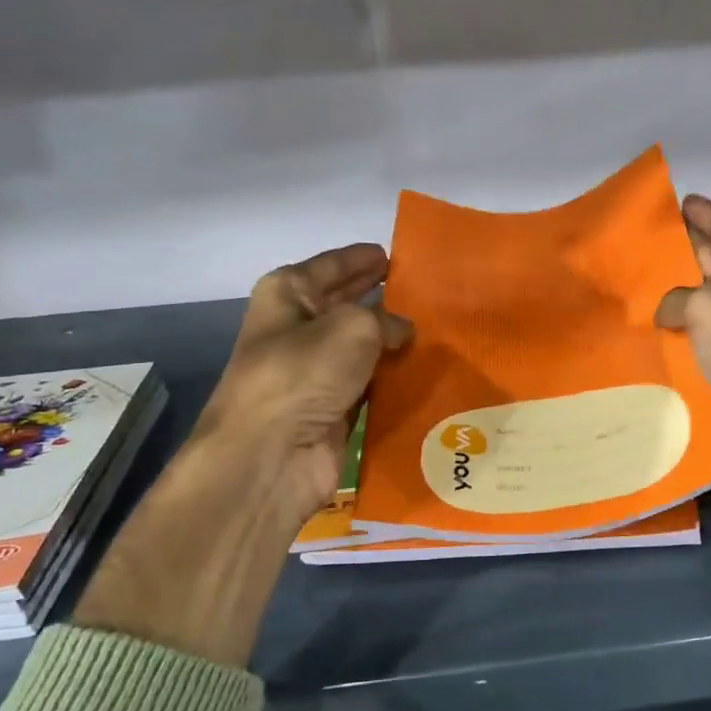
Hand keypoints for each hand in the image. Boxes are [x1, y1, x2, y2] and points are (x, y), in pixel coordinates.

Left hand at [190, 243, 410, 532]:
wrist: (270, 455)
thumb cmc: (302, 373)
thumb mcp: (352, 326)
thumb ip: (386, 319)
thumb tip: (403, 331)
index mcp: (288, 293)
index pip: (334, 265)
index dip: (364, 258)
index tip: (399, 255)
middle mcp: (299, 328)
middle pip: (349, 304)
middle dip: (383, 297)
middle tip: (428, 291)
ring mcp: (316, 371)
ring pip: (364, 347)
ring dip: (395, 341)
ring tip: (440, 328)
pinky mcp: (334, 408)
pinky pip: (373, 383)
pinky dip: (394, 378)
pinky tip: (427, 369)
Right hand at [655, 196, 710, 519]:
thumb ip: (681, 299)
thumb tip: (667, 312)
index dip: (705, 213)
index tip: (678, 200)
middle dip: (683, 253)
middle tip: (640, 246)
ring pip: (704, 314)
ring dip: (674, 305)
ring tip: (632, 296)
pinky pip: (701, 355)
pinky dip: (678, 349)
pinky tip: (647, 349)